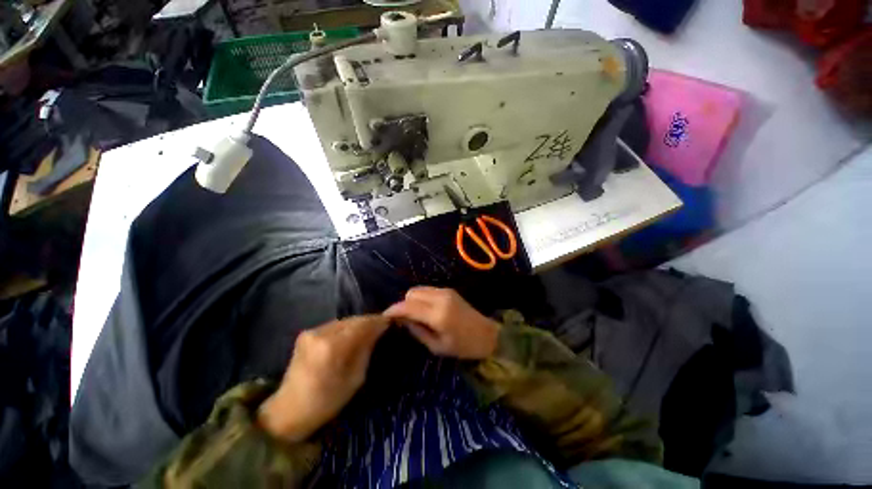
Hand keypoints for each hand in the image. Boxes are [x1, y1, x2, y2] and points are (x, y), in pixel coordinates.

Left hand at [258, 315, 389, 441]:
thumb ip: (366, 349)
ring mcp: (311, 331)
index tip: (390, 322)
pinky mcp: (306, 333)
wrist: (288, 411)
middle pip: (353, 320)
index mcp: (333, 347)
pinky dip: (346, 328)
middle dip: (369, 322)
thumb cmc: (326, 402)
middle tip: (381, 327)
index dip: (378, 321)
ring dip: (358, 324)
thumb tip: (378, 330)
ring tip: (368, 331)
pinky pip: (334, 325)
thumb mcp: (355, 378)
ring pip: (344, 321)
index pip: (362, 324)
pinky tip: (351, 336)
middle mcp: (321, 333)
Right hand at [384, 287, 499, 359]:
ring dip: (412, 300)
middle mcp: (440, 298)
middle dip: (403, 304)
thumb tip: (403, 320)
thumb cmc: (463, 346)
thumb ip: (418, 331)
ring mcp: (445, 291)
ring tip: (414, 315)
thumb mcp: (437, 346)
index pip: (408, 306)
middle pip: (411, 293)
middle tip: (403, 319)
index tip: (384, 317)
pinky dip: (421, 297)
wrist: (487, 334)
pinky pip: (428, 290)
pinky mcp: (449, 290)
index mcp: (437, 314)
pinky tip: (425, 309)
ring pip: (419, 289)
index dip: (394, 310)